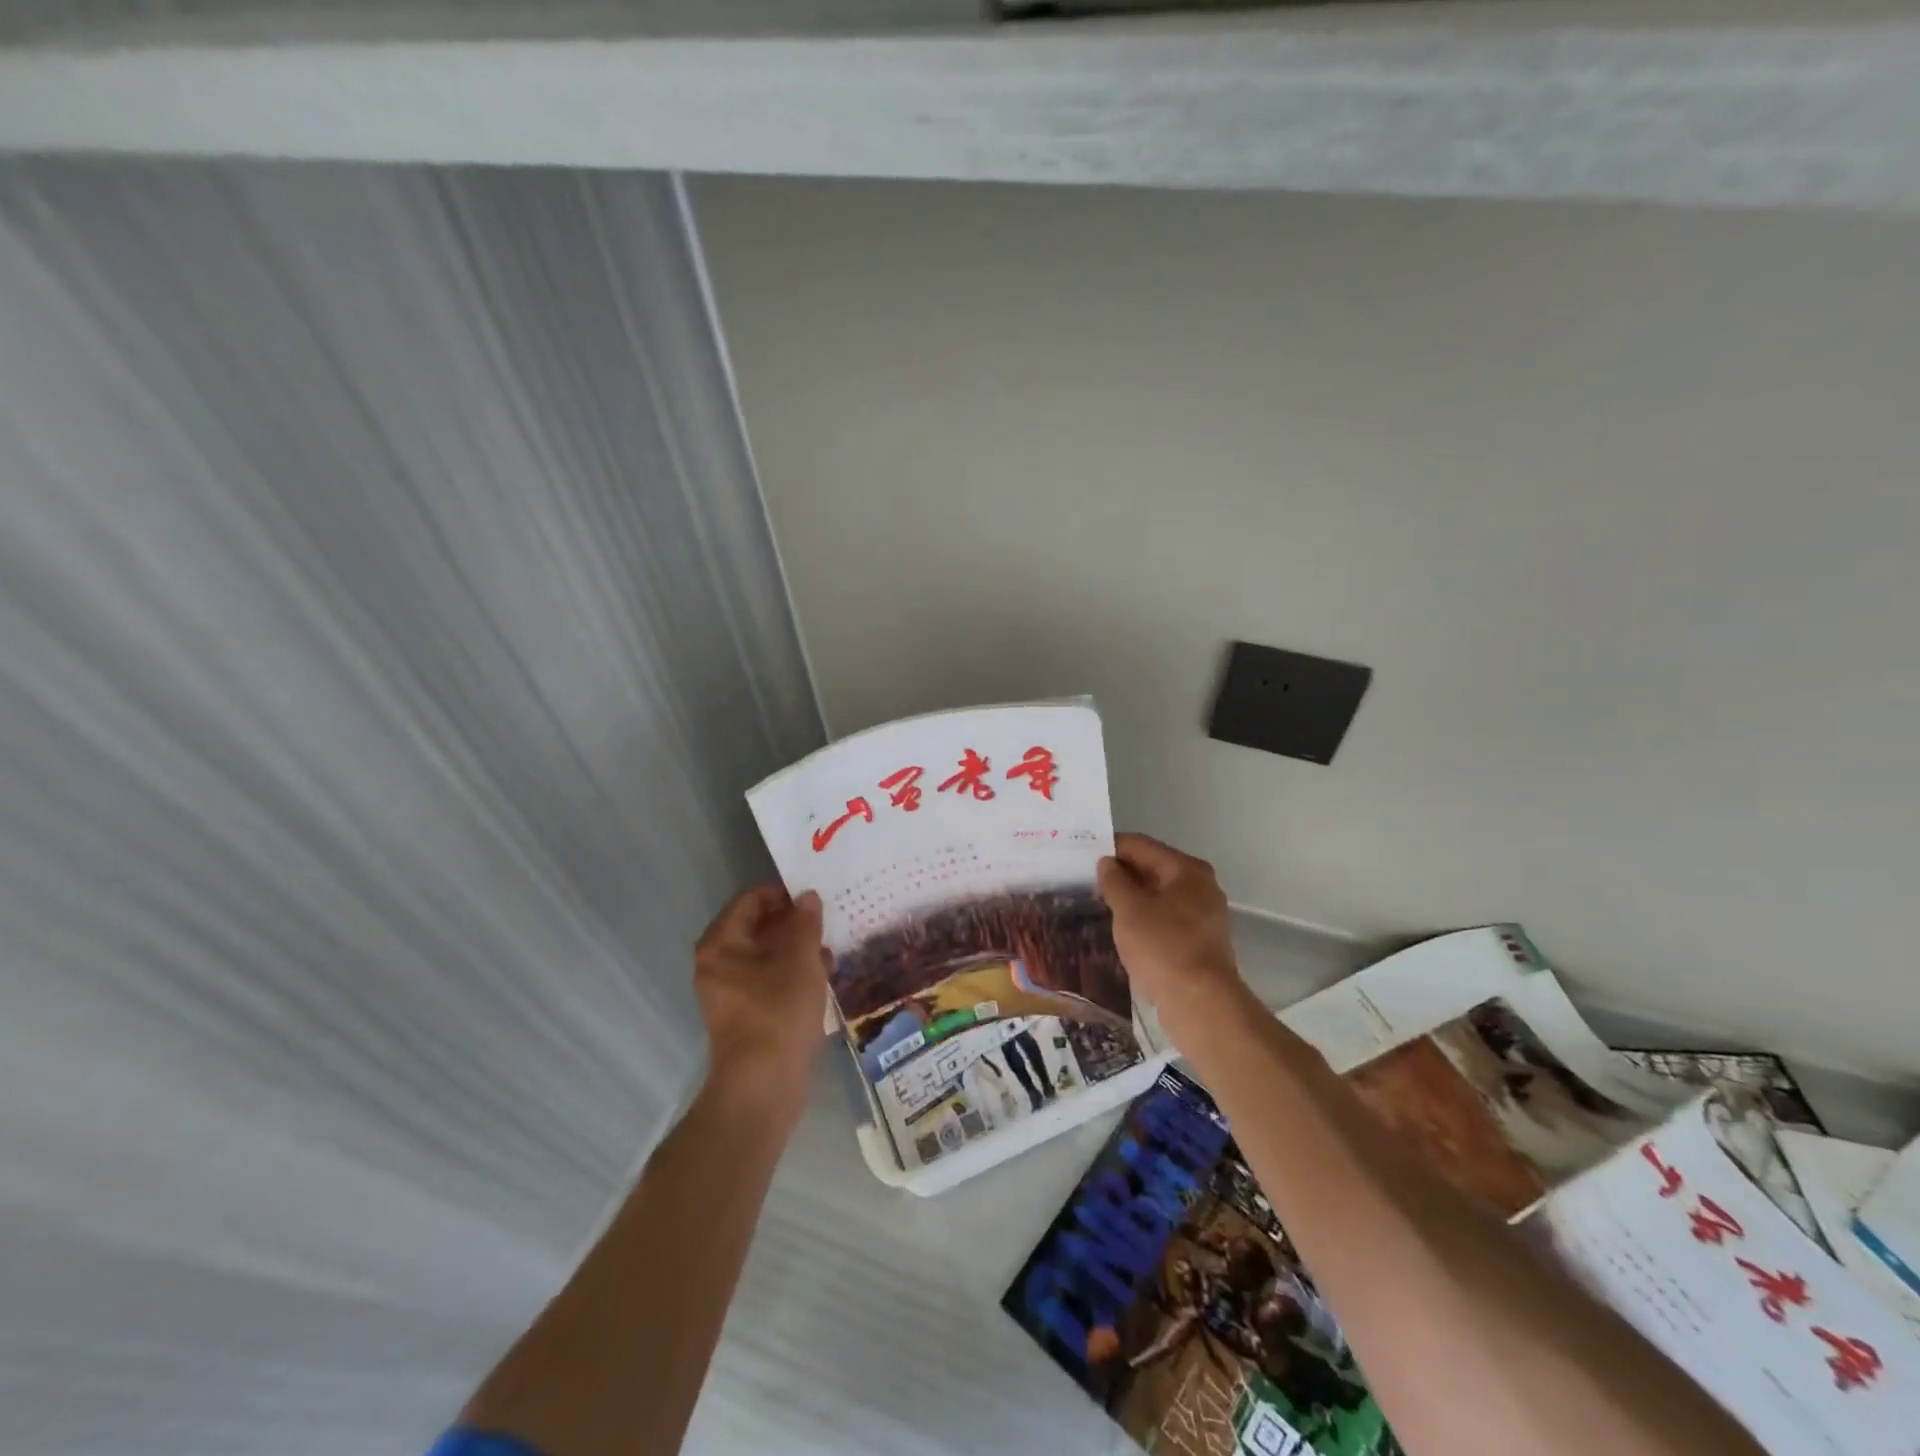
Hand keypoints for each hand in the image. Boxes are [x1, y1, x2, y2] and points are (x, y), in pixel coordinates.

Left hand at [693, 885, 829, 1108]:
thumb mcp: (800, 960)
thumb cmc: (778, 1011)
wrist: (763, 1085)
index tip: (814, 896)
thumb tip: (808, 898)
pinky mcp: (748, 1015)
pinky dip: (794, 973)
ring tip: (831, 943)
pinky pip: (770, 981)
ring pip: (766, 956)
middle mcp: (719, 964)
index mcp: (722, 944)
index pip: (750, 900)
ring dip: (797, 947)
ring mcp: (731, 992)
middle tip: (827, 917)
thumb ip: (806, 924)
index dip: (782, 894)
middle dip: (792, 921)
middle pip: (757, 928)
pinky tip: (824, 973)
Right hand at [1097, 833, 1252, 1050]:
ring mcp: (1203, 915)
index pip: (1140, 846)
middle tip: (1085, 882)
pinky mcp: (1200, 941)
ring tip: (1098, 905)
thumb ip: (1114, 880)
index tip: (1081, 856)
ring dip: (1130, 898)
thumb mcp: (1129, 910)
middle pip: (1152, 868)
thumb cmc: (1163, 948)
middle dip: (1120, 874)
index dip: (1109, 848)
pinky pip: (1165, 918)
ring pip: (1158, 895)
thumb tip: (1107, 863)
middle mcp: (1200, 886)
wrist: (1201, 1004)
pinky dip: (1144, 919)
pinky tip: (1122, 929)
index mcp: (1186, 869)